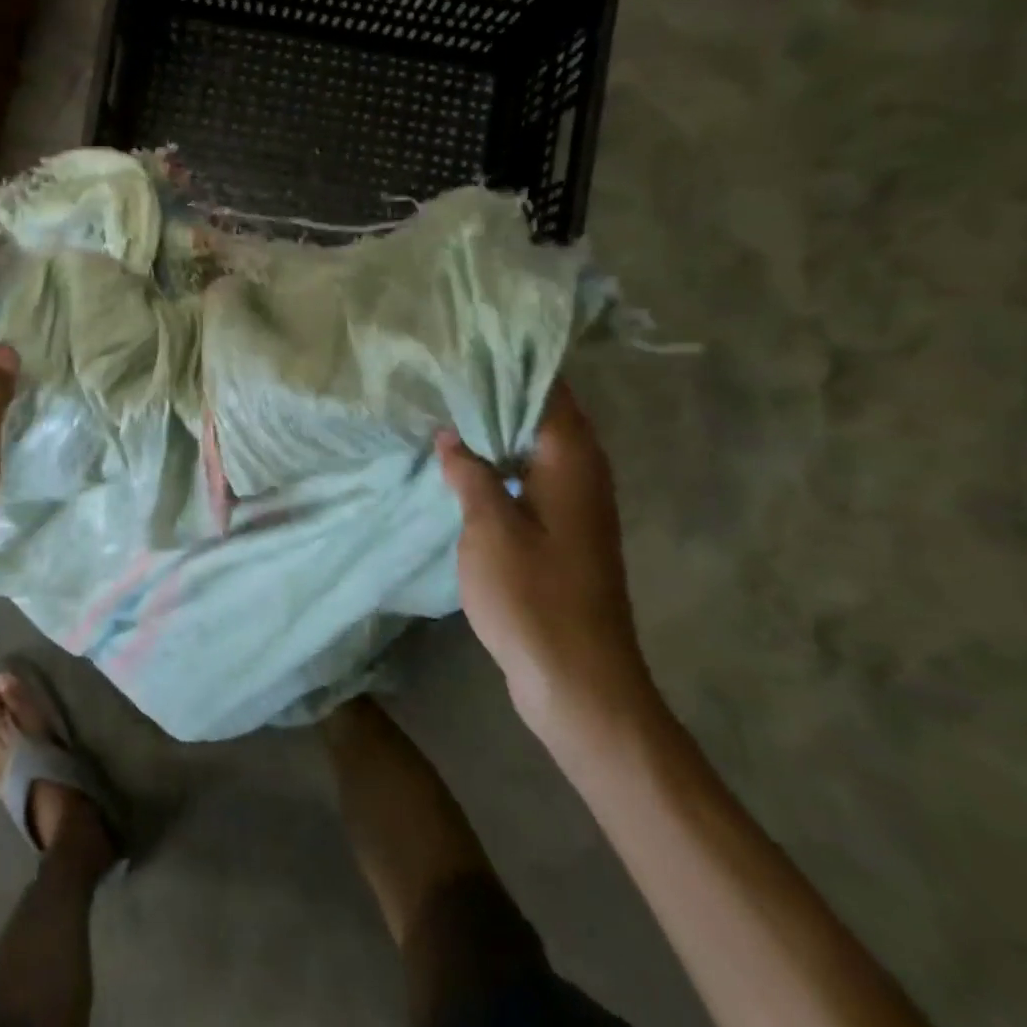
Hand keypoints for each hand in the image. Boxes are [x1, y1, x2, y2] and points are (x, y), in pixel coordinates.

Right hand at [437, 381, 653, 741]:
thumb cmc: (534, 597)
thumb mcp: (490, 528)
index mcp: (572, 460)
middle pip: (542, 413)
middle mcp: (583, 472)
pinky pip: (530, 477)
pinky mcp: (563, 532)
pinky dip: (500, 463)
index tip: (467, 345)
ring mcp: (575, 504)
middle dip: (497, 392)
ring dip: (496, 429)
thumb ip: (470, 473)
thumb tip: (451, 435)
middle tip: (444, 373)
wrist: (579, 682)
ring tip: (445, 408)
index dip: (511, 363)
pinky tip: (462, 465)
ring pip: (533, 447)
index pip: (548, 389)